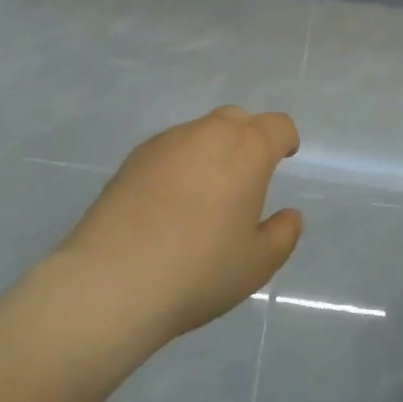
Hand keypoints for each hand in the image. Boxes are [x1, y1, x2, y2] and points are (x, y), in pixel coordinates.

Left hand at [58, 107, 303, 347]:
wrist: (112, 282)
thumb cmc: (198, 271)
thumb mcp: (257, 264)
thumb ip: (282, 234)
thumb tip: (290, 215)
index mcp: (246, 150)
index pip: (277, 126)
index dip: (285, 140)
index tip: (284, 159)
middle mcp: (207, 133)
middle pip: (237, 119)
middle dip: (248, 138)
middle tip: (246, 177)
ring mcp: (165, 142)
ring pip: (200, 132)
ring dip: (211, 150)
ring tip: (204, 194)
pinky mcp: (133, 158)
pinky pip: (169, 150)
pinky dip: (179, 164)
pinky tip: (169, 202)